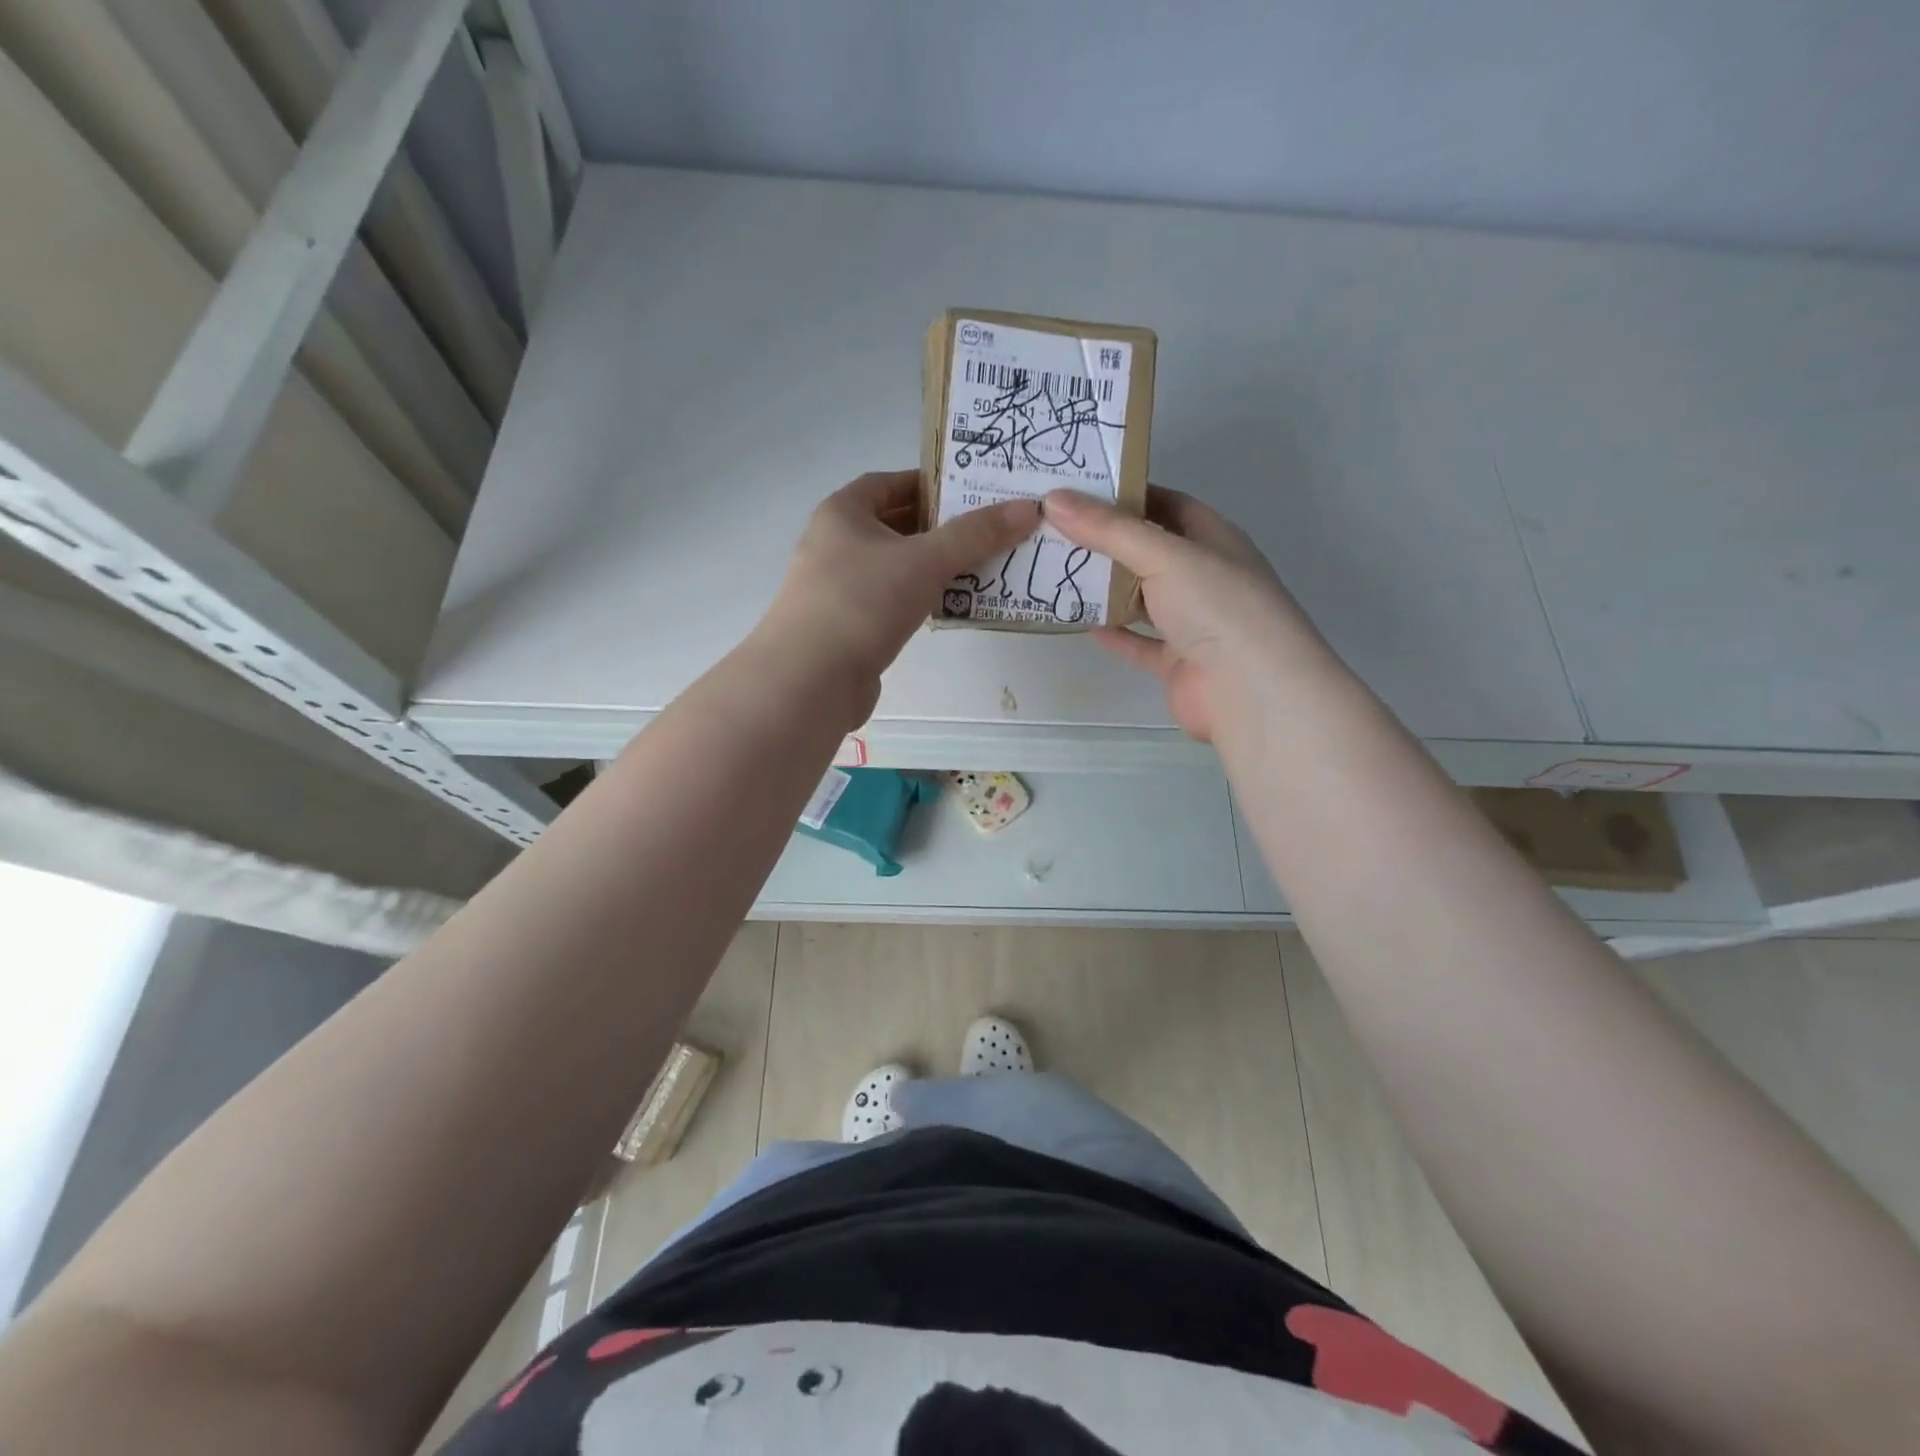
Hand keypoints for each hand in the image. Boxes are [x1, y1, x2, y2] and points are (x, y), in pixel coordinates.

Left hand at [759, 470, 1039, 717]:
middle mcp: (835, 544)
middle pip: (895, 525)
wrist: (809, 680)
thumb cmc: (862, 602)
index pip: (890, 483)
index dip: (931, 483)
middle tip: (989, 531)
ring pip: (895, 567)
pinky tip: (951, 607)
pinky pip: (892, 601)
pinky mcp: (848, 627)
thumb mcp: (925, 560)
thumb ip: (976, 534)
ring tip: (982, 567)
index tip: (972, 492)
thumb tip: (1029, 508)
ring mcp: (838, 588)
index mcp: (843, 513)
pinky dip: (920, 599)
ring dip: (934, 567)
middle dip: (940, 528)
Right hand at [1045, 486, 1331, 742]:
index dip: (1127, 494)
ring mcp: (1193, 622)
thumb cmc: (1216, 606)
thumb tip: (1054, 499)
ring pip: (1143, 597)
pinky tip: (1081, 622)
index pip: (1167, 505)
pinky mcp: (1178, 662)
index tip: (1078, 490)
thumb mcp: (1163, 555)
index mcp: (1212, 539)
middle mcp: (1204, 576)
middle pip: (1149, 551)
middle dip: (1106, 541)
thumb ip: (1109, 530)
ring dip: (1106, 587)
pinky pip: (1140, 642)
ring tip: (1057, 571)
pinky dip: (1115, 633)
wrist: (1251, 691)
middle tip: (1054, 529)